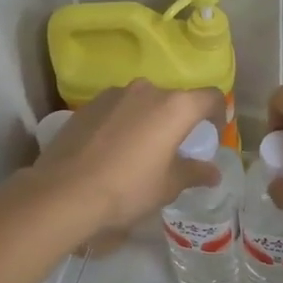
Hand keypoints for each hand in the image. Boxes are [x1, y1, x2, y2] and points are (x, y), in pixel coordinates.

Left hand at [32, 82, 223, 240]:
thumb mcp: (168, 185)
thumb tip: (213, 173)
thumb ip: (194, 173)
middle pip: (175, 99)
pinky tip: (113, 151)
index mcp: (175, 107)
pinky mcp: (88, 105)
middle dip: (180, 121)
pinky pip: (117, 110)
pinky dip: (123, 123)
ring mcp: (114, 94)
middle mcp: (147, 90)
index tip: (212, 135)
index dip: (218, 115)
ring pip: (143, 102)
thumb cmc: (128, 188)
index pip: (211, 98)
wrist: (64, 192)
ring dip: (149, 120)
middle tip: (175, 148)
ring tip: (141, 150)